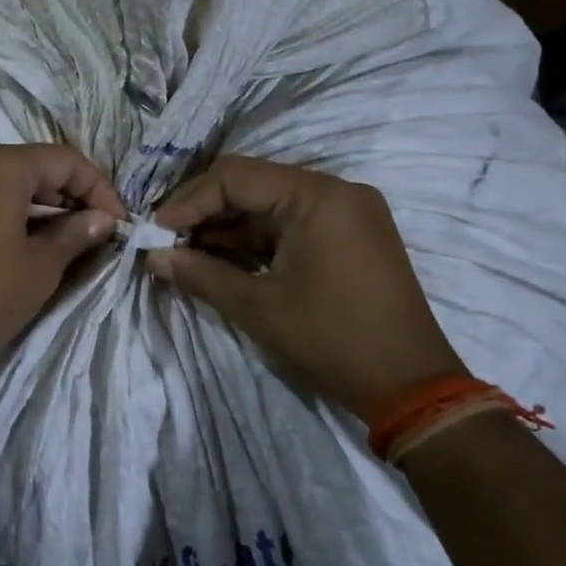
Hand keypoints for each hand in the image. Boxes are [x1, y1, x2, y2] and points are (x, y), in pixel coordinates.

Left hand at [0, 144, 127, 372]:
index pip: (65, 160)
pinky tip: (26, 244)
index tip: (118, 224)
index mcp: (0, 166)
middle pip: (34, 167)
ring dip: (42, 206)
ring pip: (6, 183)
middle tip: (96, 233)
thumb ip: (75, 234)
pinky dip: (10, 213)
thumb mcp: (41, 265)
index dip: (99, 189)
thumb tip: (101, 219)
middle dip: (70, 196)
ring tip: (67, 241)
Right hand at [147, 156, 466, 422]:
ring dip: (228, 226)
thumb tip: (152, 258)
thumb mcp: (257, 308)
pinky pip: (292, 221)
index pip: (235, 176)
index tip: (156, 230)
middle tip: (168, 240)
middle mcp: (336, 190)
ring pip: (270, 202)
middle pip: (253, 183)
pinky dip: (256, 238)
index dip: (189, 200)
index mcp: (318, 196)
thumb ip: (200, 274)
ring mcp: (348, 211)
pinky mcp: (352, 234)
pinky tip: (224, 258)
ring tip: (188, 253)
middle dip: (205, 211)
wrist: (414, 389)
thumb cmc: (332, 340)